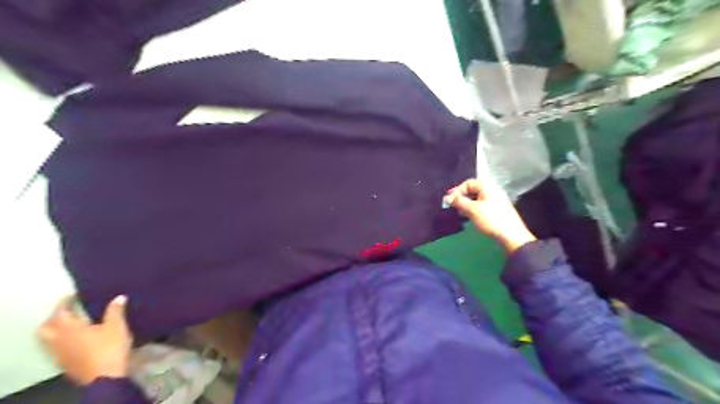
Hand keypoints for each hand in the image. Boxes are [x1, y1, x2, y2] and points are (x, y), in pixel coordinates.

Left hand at [37, 294, 131, 386]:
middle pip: (45, 328)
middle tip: (67, 311)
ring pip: (48, 339)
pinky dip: (62, 340)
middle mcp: (59, 340)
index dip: (64, 303)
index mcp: (69, 329)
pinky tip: (77, 339)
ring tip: (72, 324)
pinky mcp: (65, 363)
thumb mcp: (116, 326)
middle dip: (53, 318)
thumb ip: (115, 311)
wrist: (105, 376)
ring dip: (56, 330)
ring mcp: (59, 354)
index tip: (72, 295)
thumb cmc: (109, 347)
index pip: (60, 313)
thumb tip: (119, 297)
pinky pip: (56, 348)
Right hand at [443, 178, 536, 251]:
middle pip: (472, 190)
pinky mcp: (496, 210)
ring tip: (459, 212)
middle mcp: (492, 191)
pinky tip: (468, 216)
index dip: (457, 190)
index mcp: (487, 187)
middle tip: (452, 205)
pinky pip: (481, 205)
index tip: (449, 200)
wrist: (511, 236)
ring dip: (466, 204)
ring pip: (476, 198)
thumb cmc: (491, 219)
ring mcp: (495, 201)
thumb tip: (447, 198)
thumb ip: (459, 202)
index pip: (468, 183)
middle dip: (461, 197)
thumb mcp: (472, 210)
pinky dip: (472, 209)